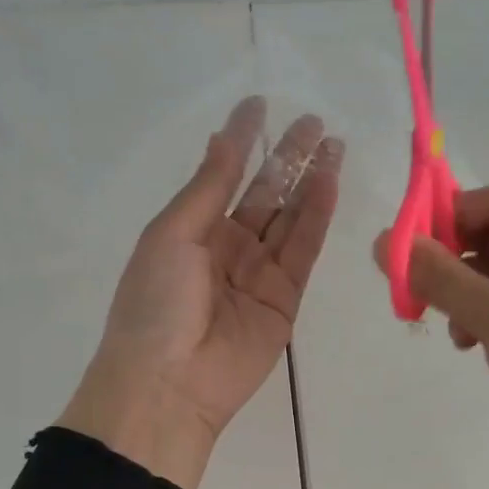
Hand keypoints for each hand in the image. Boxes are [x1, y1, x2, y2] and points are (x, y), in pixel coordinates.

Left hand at [61, 98, 342, 488]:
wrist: (169, 383)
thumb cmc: (155, 303)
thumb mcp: (171, 235)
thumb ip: (208, 187)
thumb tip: (223, 137)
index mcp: (190, 231)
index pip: (222, 176)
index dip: (241, 141)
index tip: (259, 105)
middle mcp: (226, 247)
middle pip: (263, 194)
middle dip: (286, 158)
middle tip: (312, 120)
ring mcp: (258, 273)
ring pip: (290, 217)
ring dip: (310, 180)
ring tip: (332, 142)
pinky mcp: (285, 298)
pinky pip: (303, 250)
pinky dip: (317, 216)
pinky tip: (329, 182)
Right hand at [375, 185, 488, 488]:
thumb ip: (442, 277)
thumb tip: (385, 240)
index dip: (455, 213)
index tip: (413, 246)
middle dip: (448, 257)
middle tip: (413, 288)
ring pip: (486, 280)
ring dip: (456, 292)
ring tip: (445, 324)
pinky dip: (470, 322)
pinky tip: (464, 345)